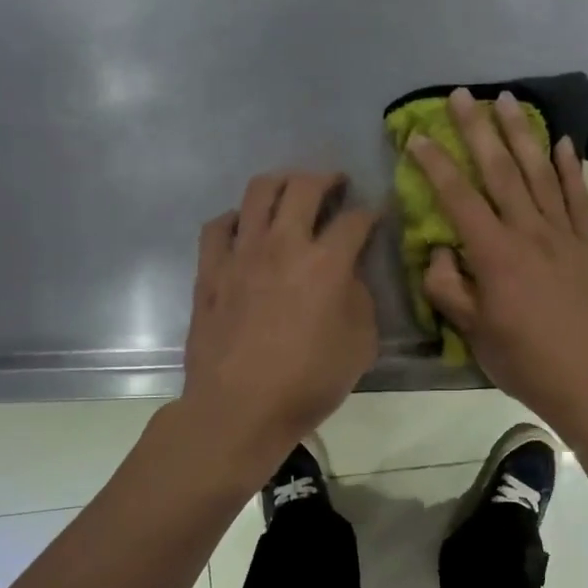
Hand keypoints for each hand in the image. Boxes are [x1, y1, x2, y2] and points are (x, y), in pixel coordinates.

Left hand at [182, 171, 379, 475]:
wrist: (239, 408)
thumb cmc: (308, 383)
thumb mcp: (360, 345)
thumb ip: (360, 299)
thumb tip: (347, 276)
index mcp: (327, 263)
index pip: (356, 219)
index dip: (372, 212)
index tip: (376, 213)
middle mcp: (284, 244)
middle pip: (304, 186)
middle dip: (327, 178)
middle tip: (336, 184)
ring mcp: (241, 253)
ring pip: (258, 191)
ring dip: (281, 183)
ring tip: (291, 191)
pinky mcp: (210, 270)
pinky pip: (219, 225)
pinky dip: (236, 219)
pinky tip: (245, 228)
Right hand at [408, 87, 587, 442]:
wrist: (587, 381)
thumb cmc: (522, 360)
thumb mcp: (472, 331)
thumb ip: (448, 286)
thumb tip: (440, 249)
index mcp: (495, 255)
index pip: (458, 198)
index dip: (435, 165)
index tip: (417, 137)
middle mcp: (529, 233)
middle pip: (500, 171)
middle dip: (478, 130)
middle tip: (462, 95)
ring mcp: (564, 235)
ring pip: (540, 173)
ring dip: (522, 134)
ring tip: (508, 100)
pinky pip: (579, 198)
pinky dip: (571, 168)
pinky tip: (562, 142)